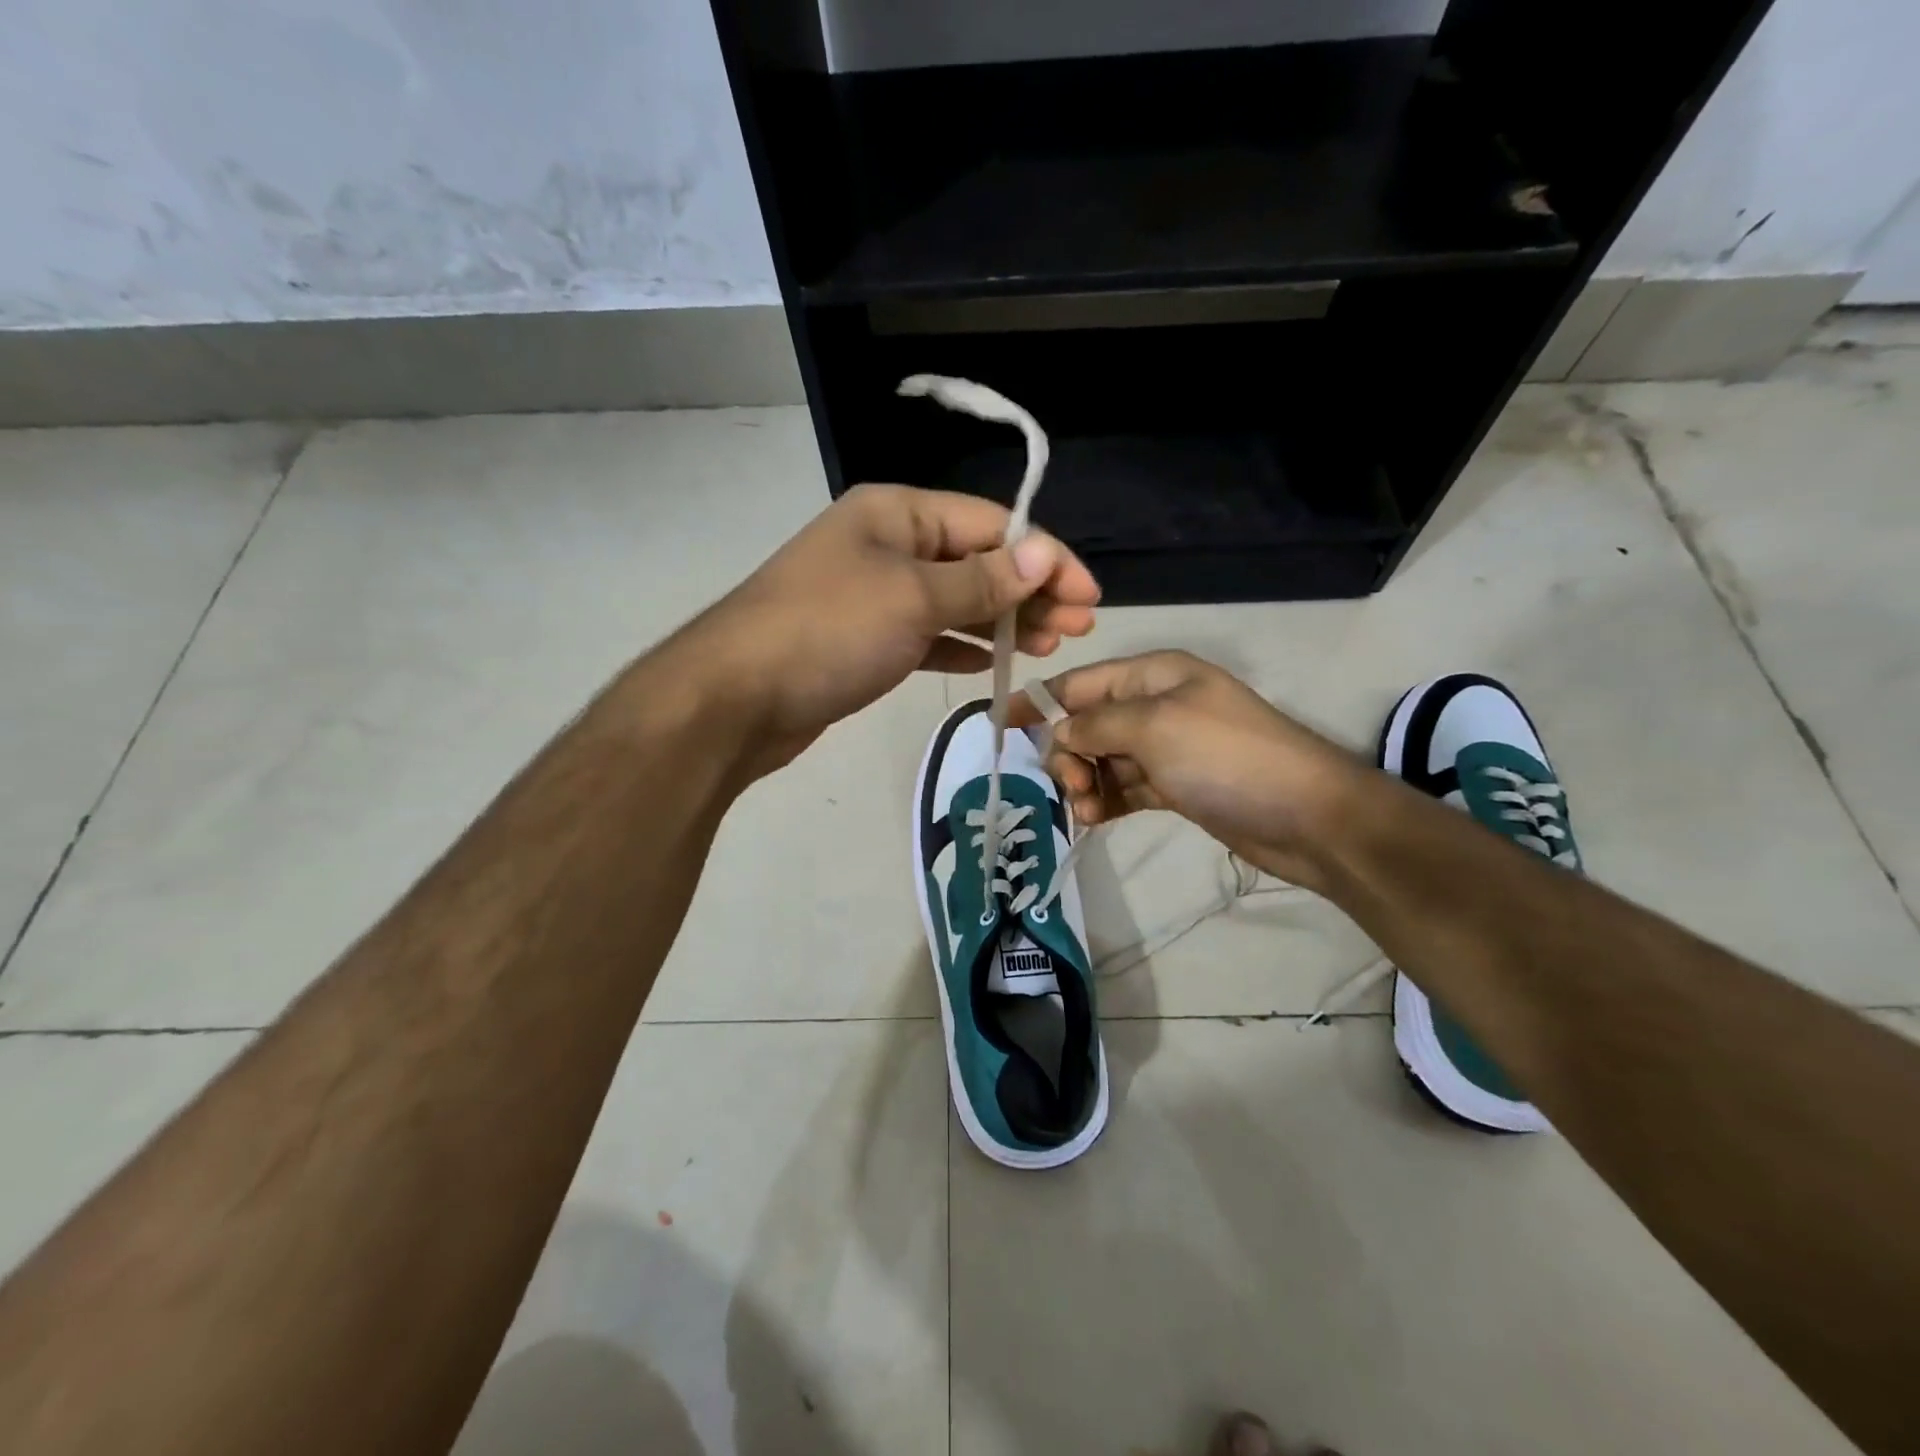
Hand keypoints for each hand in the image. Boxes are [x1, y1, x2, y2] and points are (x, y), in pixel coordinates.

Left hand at [686, 483, 1099, 772]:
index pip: (990, 524)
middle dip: (1029, 591)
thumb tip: (1044, 554)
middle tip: (1078, 628)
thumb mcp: (914, 598)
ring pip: (954, 600)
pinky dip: (959, 645)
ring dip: (1002, 620)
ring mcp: (873, 594)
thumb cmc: (829, 632)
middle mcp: (887, 545)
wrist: (736, 699)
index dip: (1046, 557)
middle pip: (976, 561)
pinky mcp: (864, 640)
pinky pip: (926, 634)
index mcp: (897, 514)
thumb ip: (982, 580)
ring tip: (1048, 646)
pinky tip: (991, 661)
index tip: (1090, 596)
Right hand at [1009, 651, 1369, 889]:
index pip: (1080, 683)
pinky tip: (1095, 819)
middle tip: (1073, 786)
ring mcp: (1166, 747)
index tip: (999, 726)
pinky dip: (1106, 800)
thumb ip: (1096, 725)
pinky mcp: (1174, 785)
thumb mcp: (1154, 727)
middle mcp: (1156, 704)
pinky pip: (1124, 786)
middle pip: (1087, 723)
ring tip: (1087, 811)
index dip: (1039, 702)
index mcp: (1153, 674)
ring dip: (1085, 782)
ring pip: (1102, 759)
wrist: (1306, 816)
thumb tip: (1058, 732)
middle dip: (1068, 753)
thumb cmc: (1226, 757)